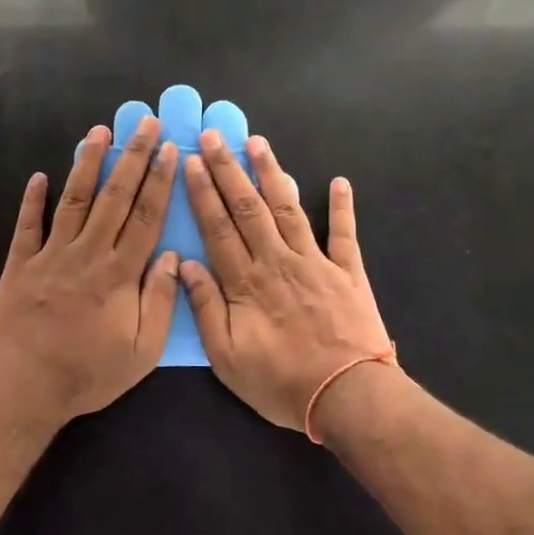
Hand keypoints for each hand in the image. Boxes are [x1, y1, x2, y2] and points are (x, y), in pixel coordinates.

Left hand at [0, 116, 180, 424]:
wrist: (25, 388)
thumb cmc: (89, 374)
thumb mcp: (141, 351)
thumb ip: (159, 301)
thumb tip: (170, 256)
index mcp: (119, 273)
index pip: (145, 217)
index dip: (160, 181)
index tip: (170, 151)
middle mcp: (86, 253)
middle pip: (114, 197)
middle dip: (133, 157)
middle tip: (145, 124)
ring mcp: (50, 255)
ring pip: (74, 200)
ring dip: (88, 163)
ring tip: (100, 131)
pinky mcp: (21, 264)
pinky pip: (28, 225)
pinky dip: (33, 199)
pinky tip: (40, 176)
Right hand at [179, 130, 390, 430]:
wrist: (348, 397)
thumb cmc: (281, 382)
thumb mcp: (227, 358)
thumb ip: (206, 308)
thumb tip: (184, 265)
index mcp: (246, 282)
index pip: (217, 227)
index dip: (202, 193)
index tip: (190, 162)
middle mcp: (277, 261)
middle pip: (248, 207)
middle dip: (228, 169)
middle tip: (214, 137)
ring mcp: (316, 262)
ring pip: (288, 208)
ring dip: (272, 173)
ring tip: (258, 142)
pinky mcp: (348, 272)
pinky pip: (344, 234)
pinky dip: (342, 207)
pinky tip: (340, 182)